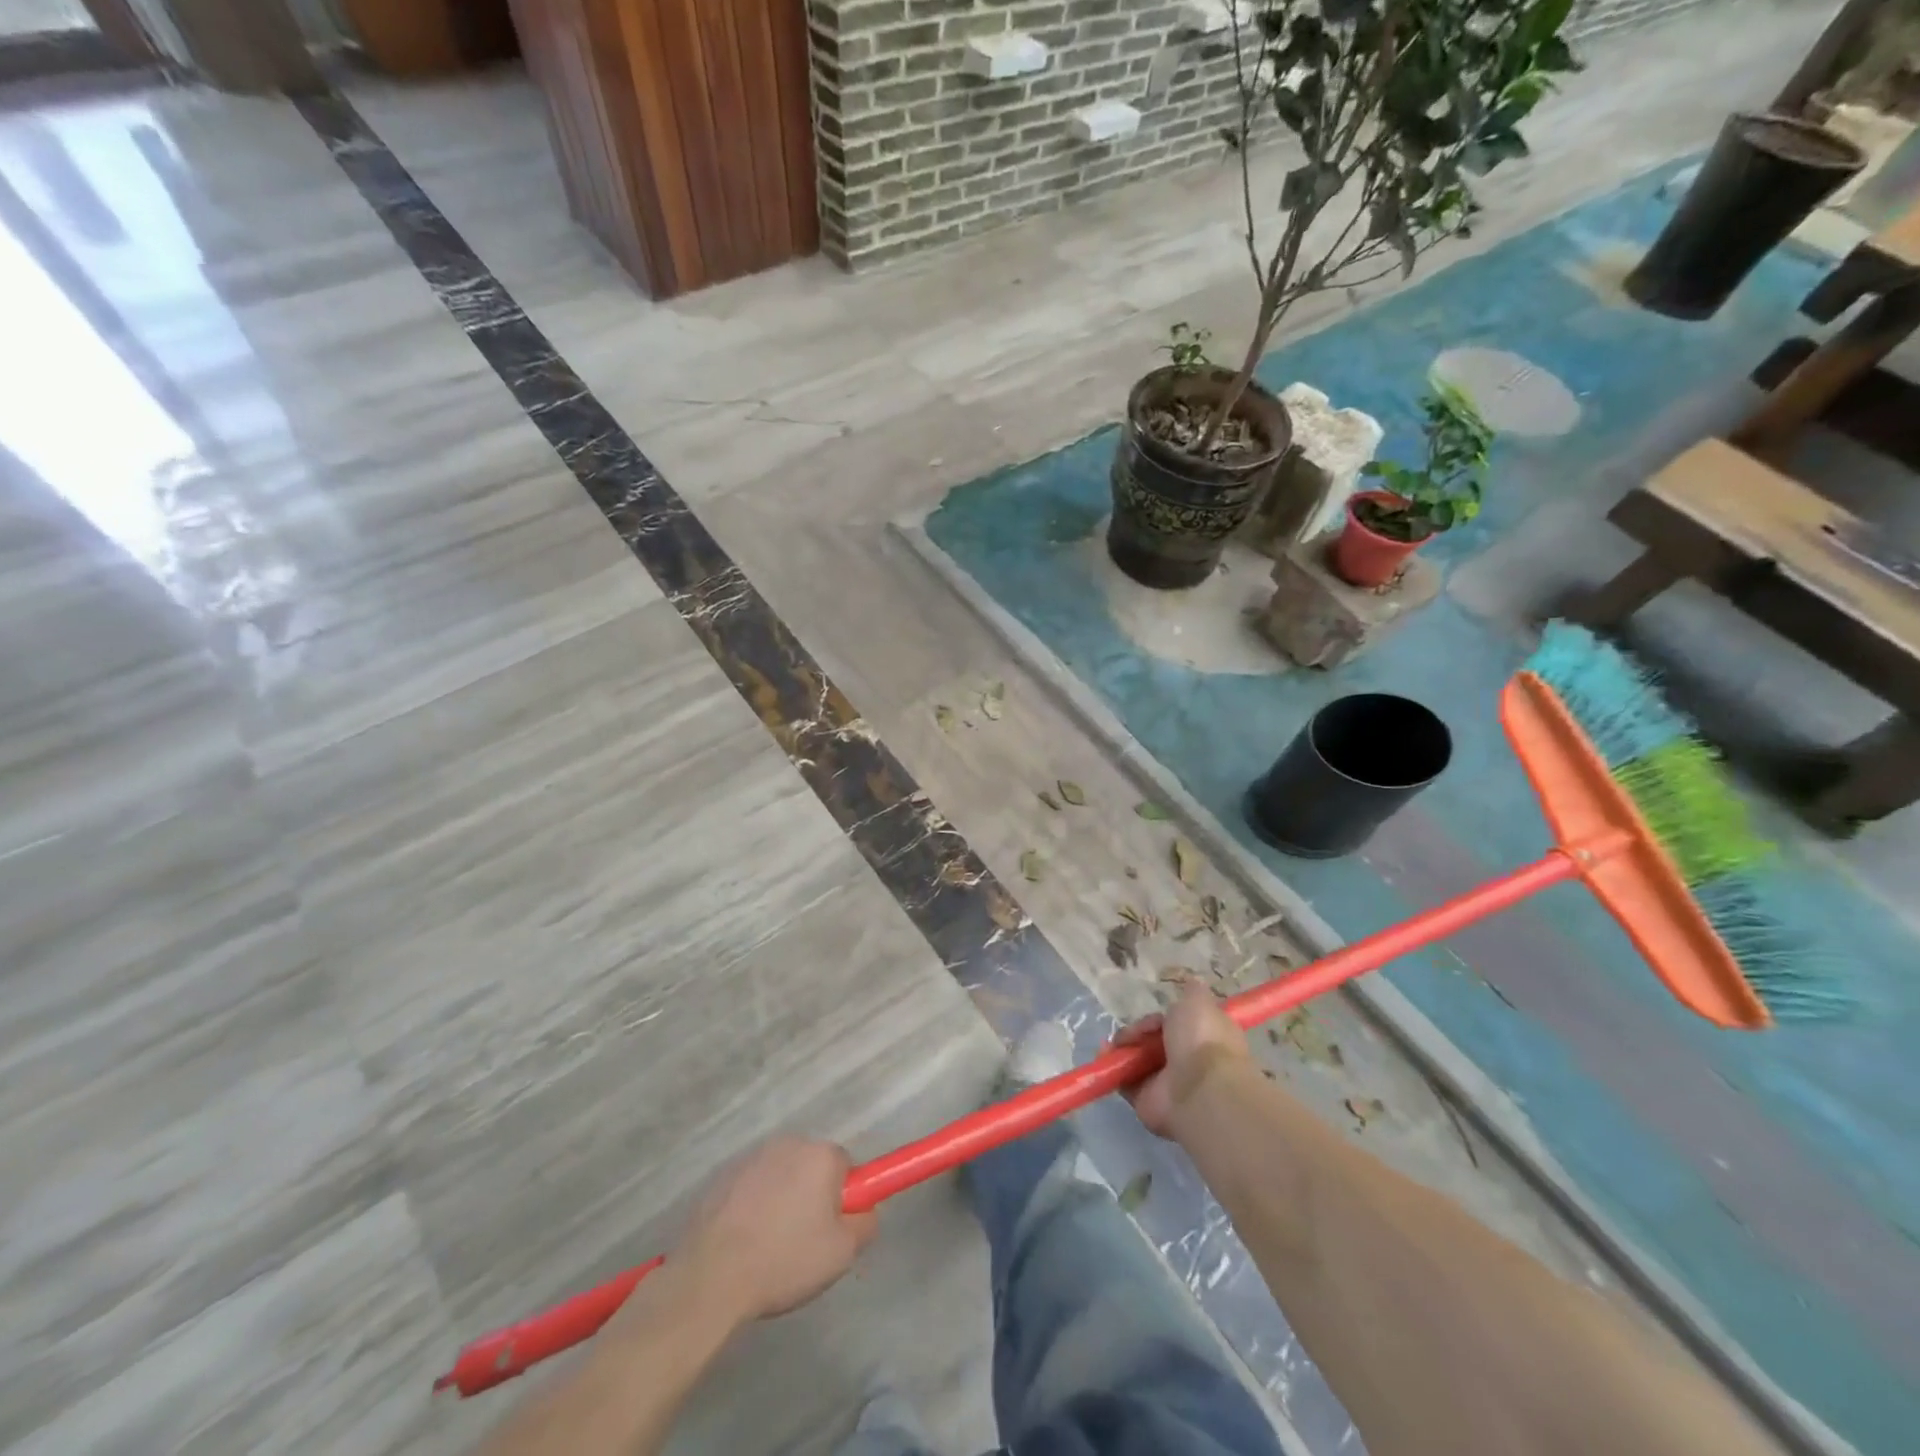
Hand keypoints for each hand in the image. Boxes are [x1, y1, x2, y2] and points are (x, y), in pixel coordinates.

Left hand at [675, 1137, 876, 1325]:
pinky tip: (744, 1241)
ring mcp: (751, 1157)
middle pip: (812, 1167)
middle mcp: (788, 1143)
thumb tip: (864, 1211)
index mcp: (819, 1154)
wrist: (711, 1277)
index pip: (846, 1166)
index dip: (843, 1199)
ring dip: (782, 1200)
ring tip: (770, 1245)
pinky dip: (753, 1206)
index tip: (831, 1229)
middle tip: (804, 1241)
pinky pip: (751, 1187)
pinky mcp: (722, 1175)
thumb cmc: (784, 1260)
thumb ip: (865, 1223)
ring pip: (781, 1177)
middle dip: (813, 1196)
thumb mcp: (842, 1253)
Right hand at [1116, 984, 1250, 1138]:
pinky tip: (1105, 1054)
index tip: (1156, 1014)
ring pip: (1136, 1058)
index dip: (1164, 1017)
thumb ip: (1192, 991)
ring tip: (1114, 1043)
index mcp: (1203, 1038)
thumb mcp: (1198, 1001)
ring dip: (1122, 1047)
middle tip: (1134, 1030)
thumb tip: (1192, 981)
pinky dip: (1112, 1067)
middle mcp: (1185, 1060)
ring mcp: (1165, 1082)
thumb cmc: (1202, 1039)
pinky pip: (1124, 1079)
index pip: (1178, 1024)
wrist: (1198, 1087)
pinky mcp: (1145, 1099)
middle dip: (1139, 1031)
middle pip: (1153, 1039)